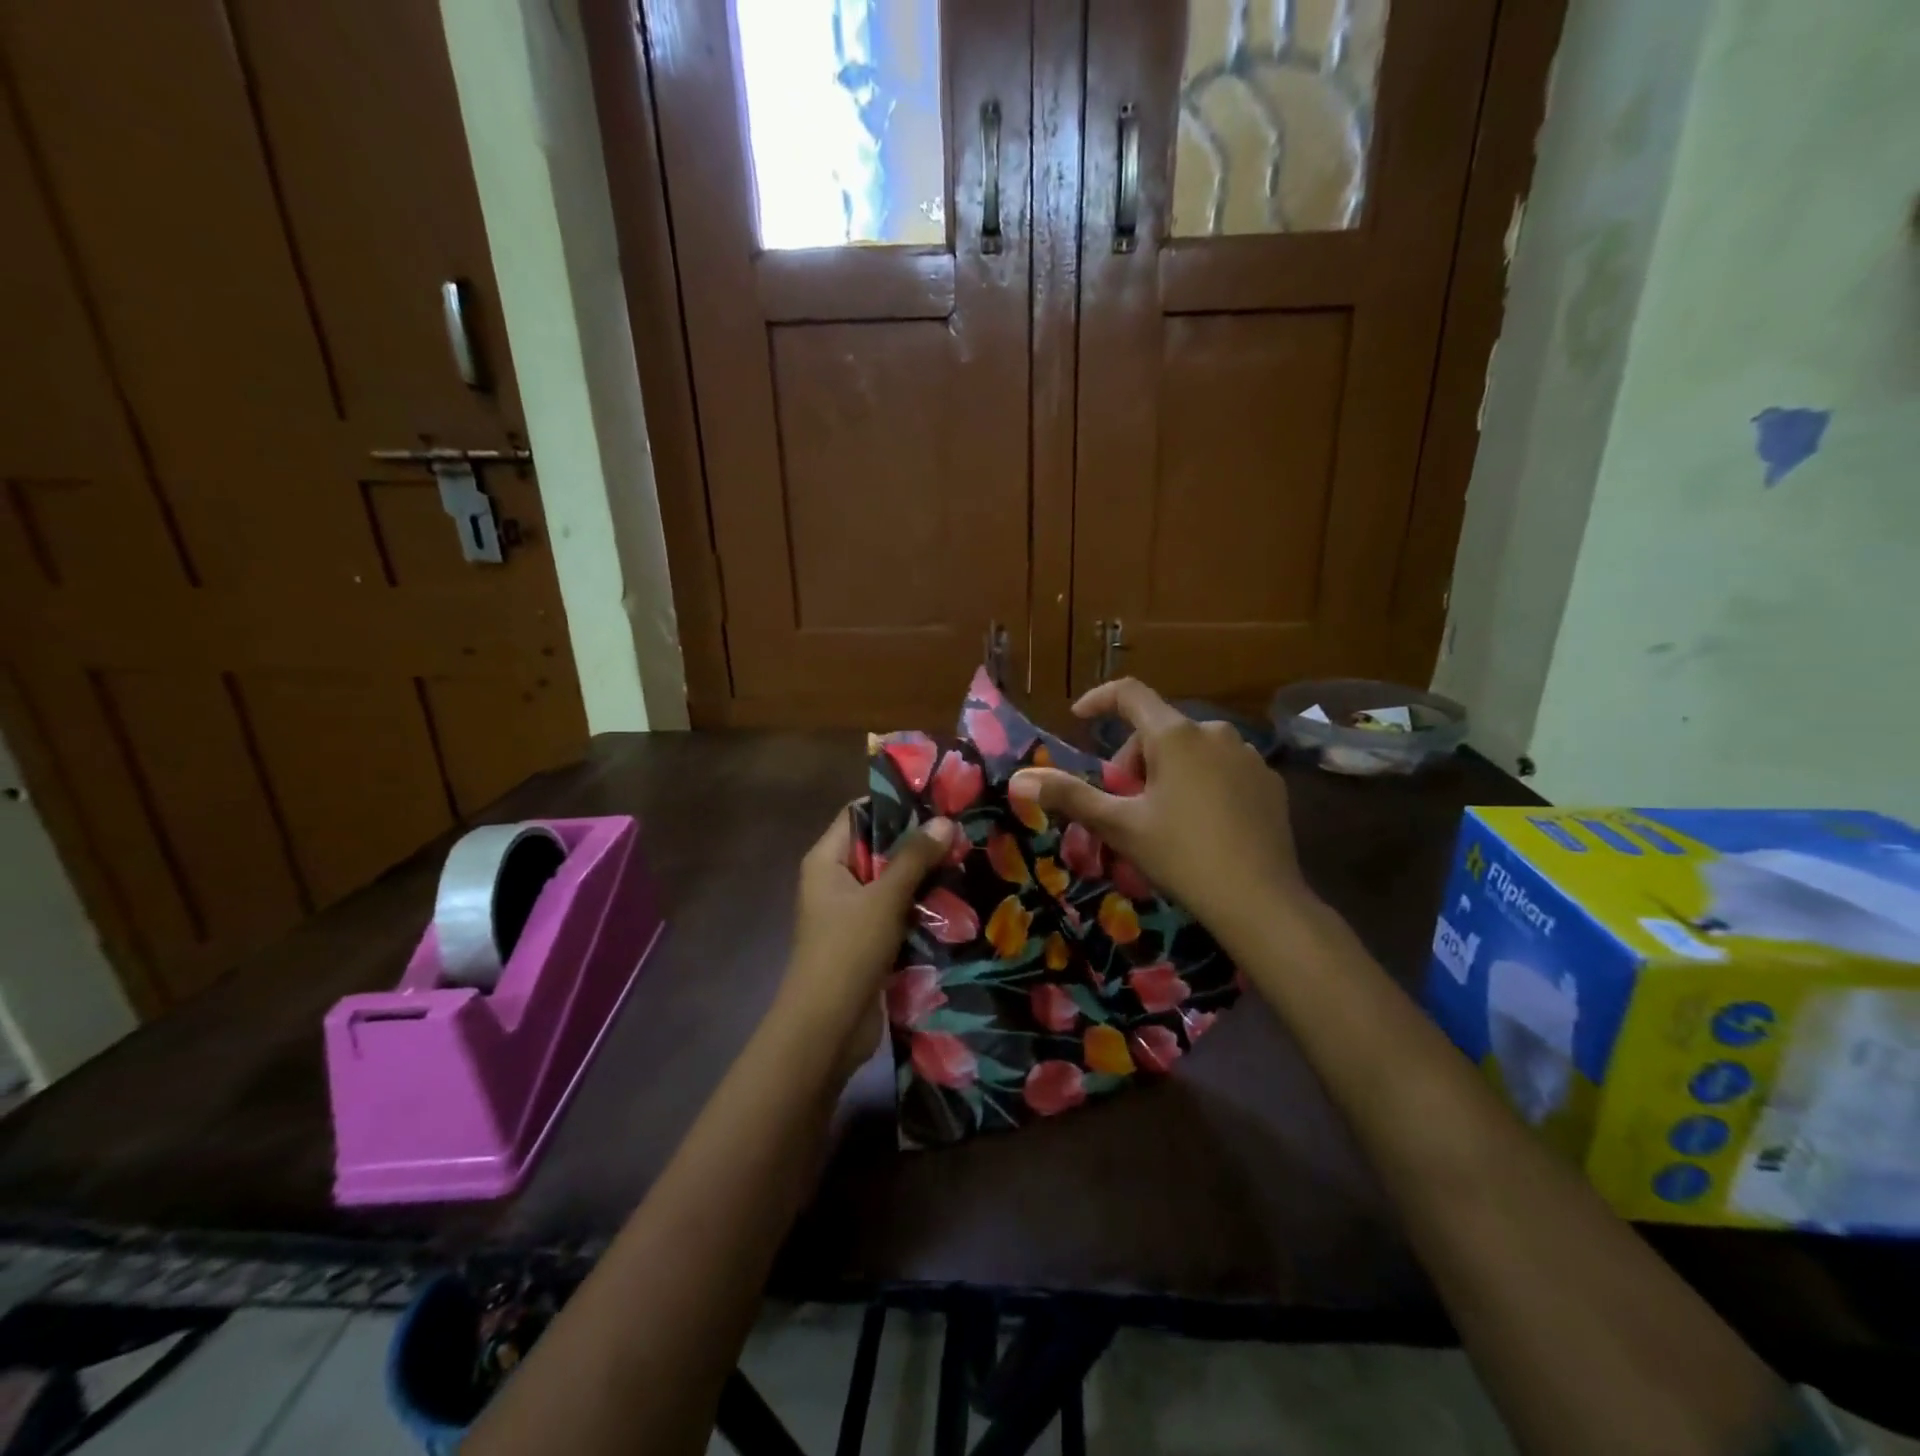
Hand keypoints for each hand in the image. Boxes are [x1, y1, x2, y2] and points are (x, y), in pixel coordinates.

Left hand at [782, 808, 955, 1081]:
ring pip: (892, 883)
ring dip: (924, 878)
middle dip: (918, 843)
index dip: (895, 805)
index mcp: (826, 861)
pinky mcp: (867, 941)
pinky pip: (897, 913)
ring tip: (969, 860)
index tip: (938, 798)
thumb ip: (914, 858)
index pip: (859, 814)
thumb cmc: (847, 952)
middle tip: (963, 830)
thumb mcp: (884, 899)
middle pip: (879, 848)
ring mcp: (851, 913)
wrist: (827, 1029)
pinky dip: (921, 908)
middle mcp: (835, 880)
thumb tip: (944, 820)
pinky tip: (958, 901)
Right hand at [1009, 679, 1308, 943]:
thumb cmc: (1181, 855)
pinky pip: (1222, 768)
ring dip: (1167, 771)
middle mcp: (1214, 732)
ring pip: (1191, 750)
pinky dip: (1201, 783)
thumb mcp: (1119, 826)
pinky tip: (1202, 825)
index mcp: (1175, 735)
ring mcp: (1248, 755)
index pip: (1129, 694)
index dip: (1099, 700)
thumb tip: (1021, 779)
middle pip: (1158, 730)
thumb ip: (1070, 796)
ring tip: (1162, 817)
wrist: (1260, 901)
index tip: (1079, 718)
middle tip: (1124, 805)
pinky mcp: (1269, 781)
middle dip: (1133, 760)